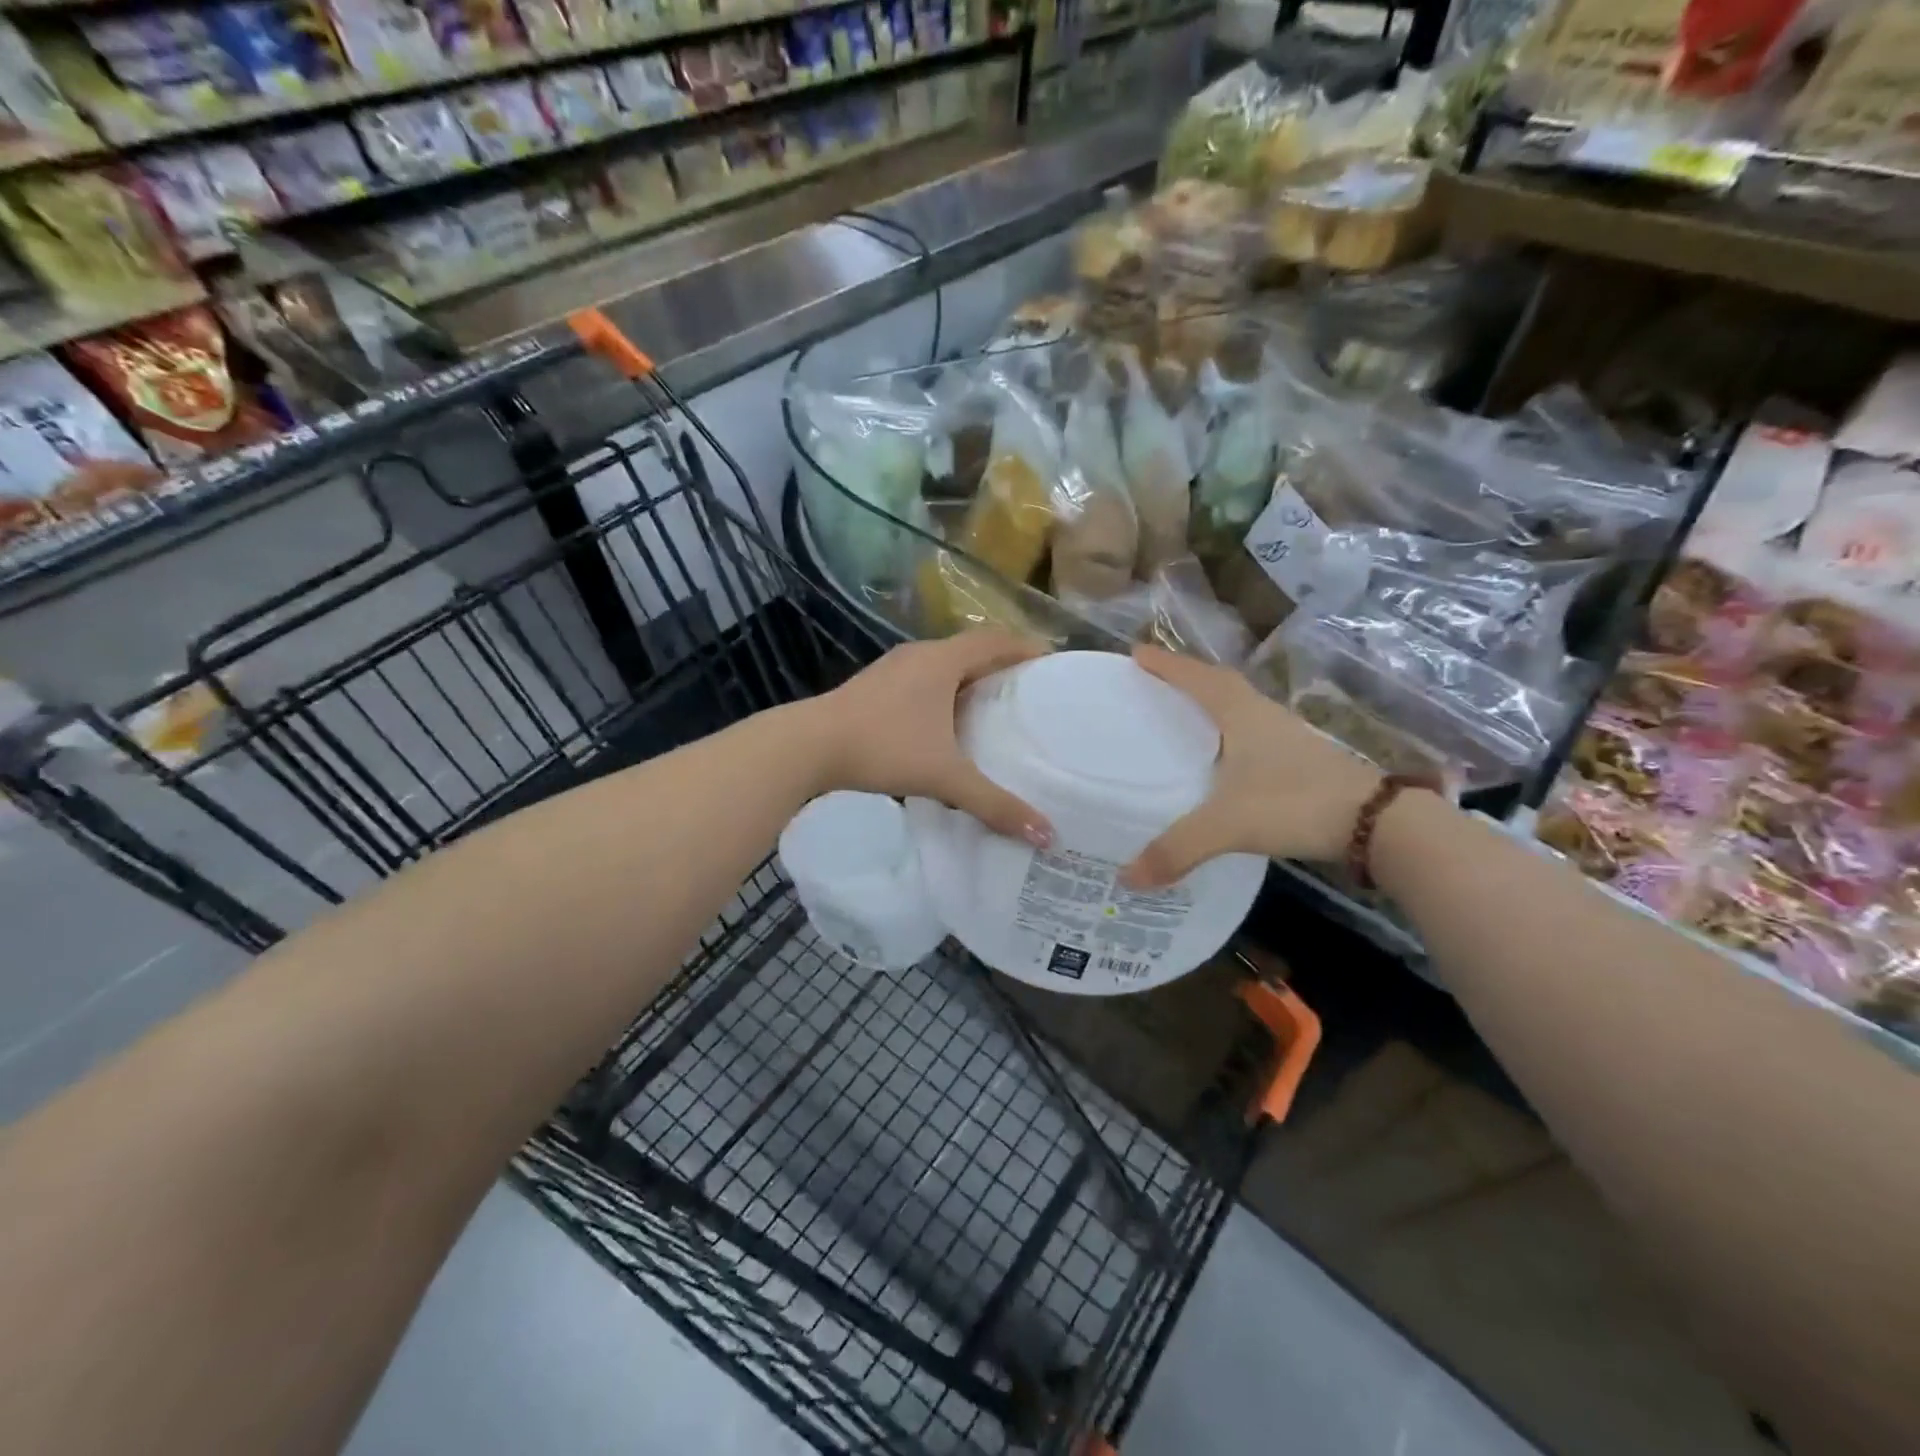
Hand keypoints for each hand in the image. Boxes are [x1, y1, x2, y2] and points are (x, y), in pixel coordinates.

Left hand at [811, 631, 1054, 846]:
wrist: (808, 746)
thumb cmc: (883, 748)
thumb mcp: (945, 777)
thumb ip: (994, 804)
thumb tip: (1046, 835)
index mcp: (943, 661)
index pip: (997, 641)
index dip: (1027, 649)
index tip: (1052, 665)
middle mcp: (919, 655)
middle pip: (971, 650)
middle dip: (1002, 666)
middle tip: (1029, 693)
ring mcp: (892, 668)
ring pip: (943, 666)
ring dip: (969, 681)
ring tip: (993, 709)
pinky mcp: (873, 686)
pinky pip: (921, 680)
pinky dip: (943, 694)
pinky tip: (945, 725)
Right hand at [1120, 646, 1382, 886]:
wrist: (1378, 823)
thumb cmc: (1296, 803)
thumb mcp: (1229, 824)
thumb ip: (1179, 848)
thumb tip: (1129, 877)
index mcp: (1242, 715)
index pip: (1197, 678)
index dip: (1167, 664)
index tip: (1137, 652)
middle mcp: (1263, 717)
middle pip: (1220, 685)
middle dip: (1187, 678)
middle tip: (1155, 681)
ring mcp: (1286, 738)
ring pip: (1240, 708)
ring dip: (1210, 704)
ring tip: (1180, 714)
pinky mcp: (1300, 760)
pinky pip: (1252, 733)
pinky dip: (1229, 734)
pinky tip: (1220, 758)